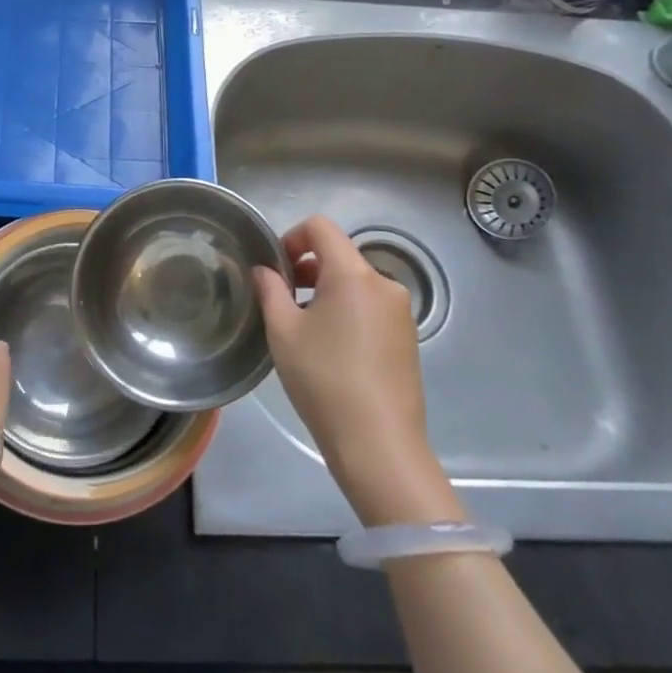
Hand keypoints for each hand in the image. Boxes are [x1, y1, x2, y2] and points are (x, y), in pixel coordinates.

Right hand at [253, 217, 460, 525]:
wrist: (379, 444)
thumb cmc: (324, 380)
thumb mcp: (283, 332)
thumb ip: (270, 290)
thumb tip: (264, 270)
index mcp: (353, 274)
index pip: (321, 228)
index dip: (292, 237)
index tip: (276, 269)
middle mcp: (383, 283)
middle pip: (340, 255)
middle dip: (307, 267)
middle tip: (282, 299)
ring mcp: (400, 311)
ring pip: (355, 282)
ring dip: (326, 290)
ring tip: (304, 328)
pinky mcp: (408, 337)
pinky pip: (371, 306)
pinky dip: (347, 310)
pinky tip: (332, 348)